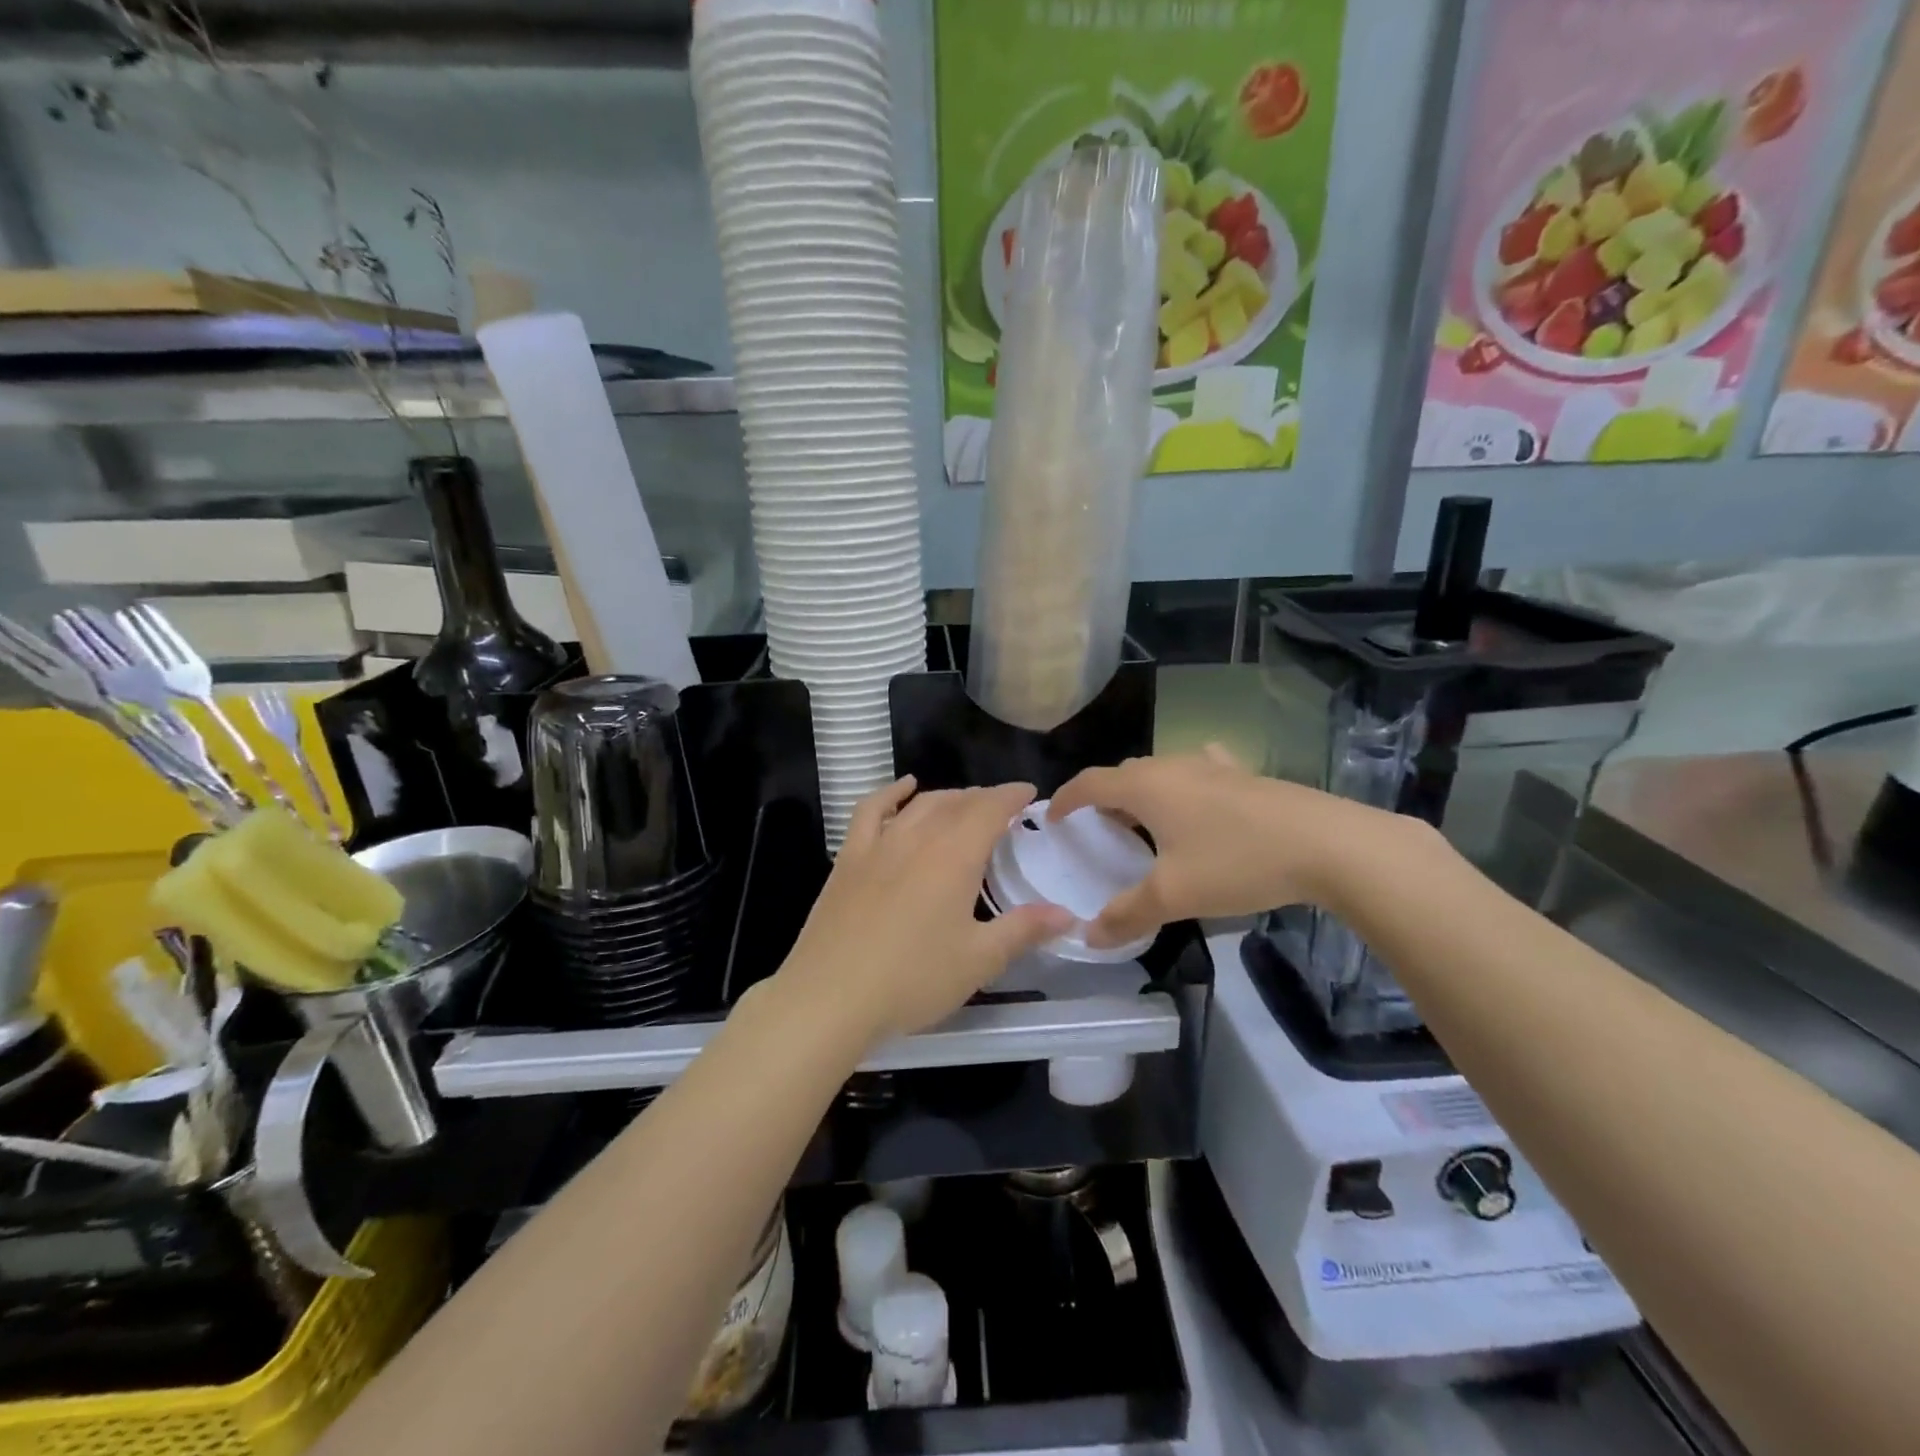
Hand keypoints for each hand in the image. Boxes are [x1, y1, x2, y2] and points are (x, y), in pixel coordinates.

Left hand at [777, 777, 1073, 1045]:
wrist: (830, 996)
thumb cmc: (912, 979)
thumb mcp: (979, 960)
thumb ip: (1023, 930)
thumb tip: (1067, 914)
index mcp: (954, 856)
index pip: (990, 810)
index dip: (1012, 796)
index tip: (1029, 793)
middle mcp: (918, 837)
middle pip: (956, 802)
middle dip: (984, 798)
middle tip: (1002, 808)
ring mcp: (878, 844)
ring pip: (920, 804)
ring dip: (947, 797)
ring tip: (964, 804)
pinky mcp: (849, 858)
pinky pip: (871, 810)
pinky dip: (891, 793)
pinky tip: (904, 789)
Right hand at [1048, 745, 1404, 947]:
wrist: (1327, 844)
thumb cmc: (1237, 862)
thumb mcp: (1174, 896)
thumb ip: (1126, 914)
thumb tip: (1088, 935)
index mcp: (1146, 787)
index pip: (1090, 782)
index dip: (1066, 798)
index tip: (1052, 818)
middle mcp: (1173, 767)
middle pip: (1124, 773)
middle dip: (1103, 798)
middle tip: (1098, 830)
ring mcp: (1212, 766)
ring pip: (1161, 772)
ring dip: (1142, 793)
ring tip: (1144, 823)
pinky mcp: (1244, 775)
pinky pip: (1199, 772)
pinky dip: (1183, 786)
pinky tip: (1199, 800)